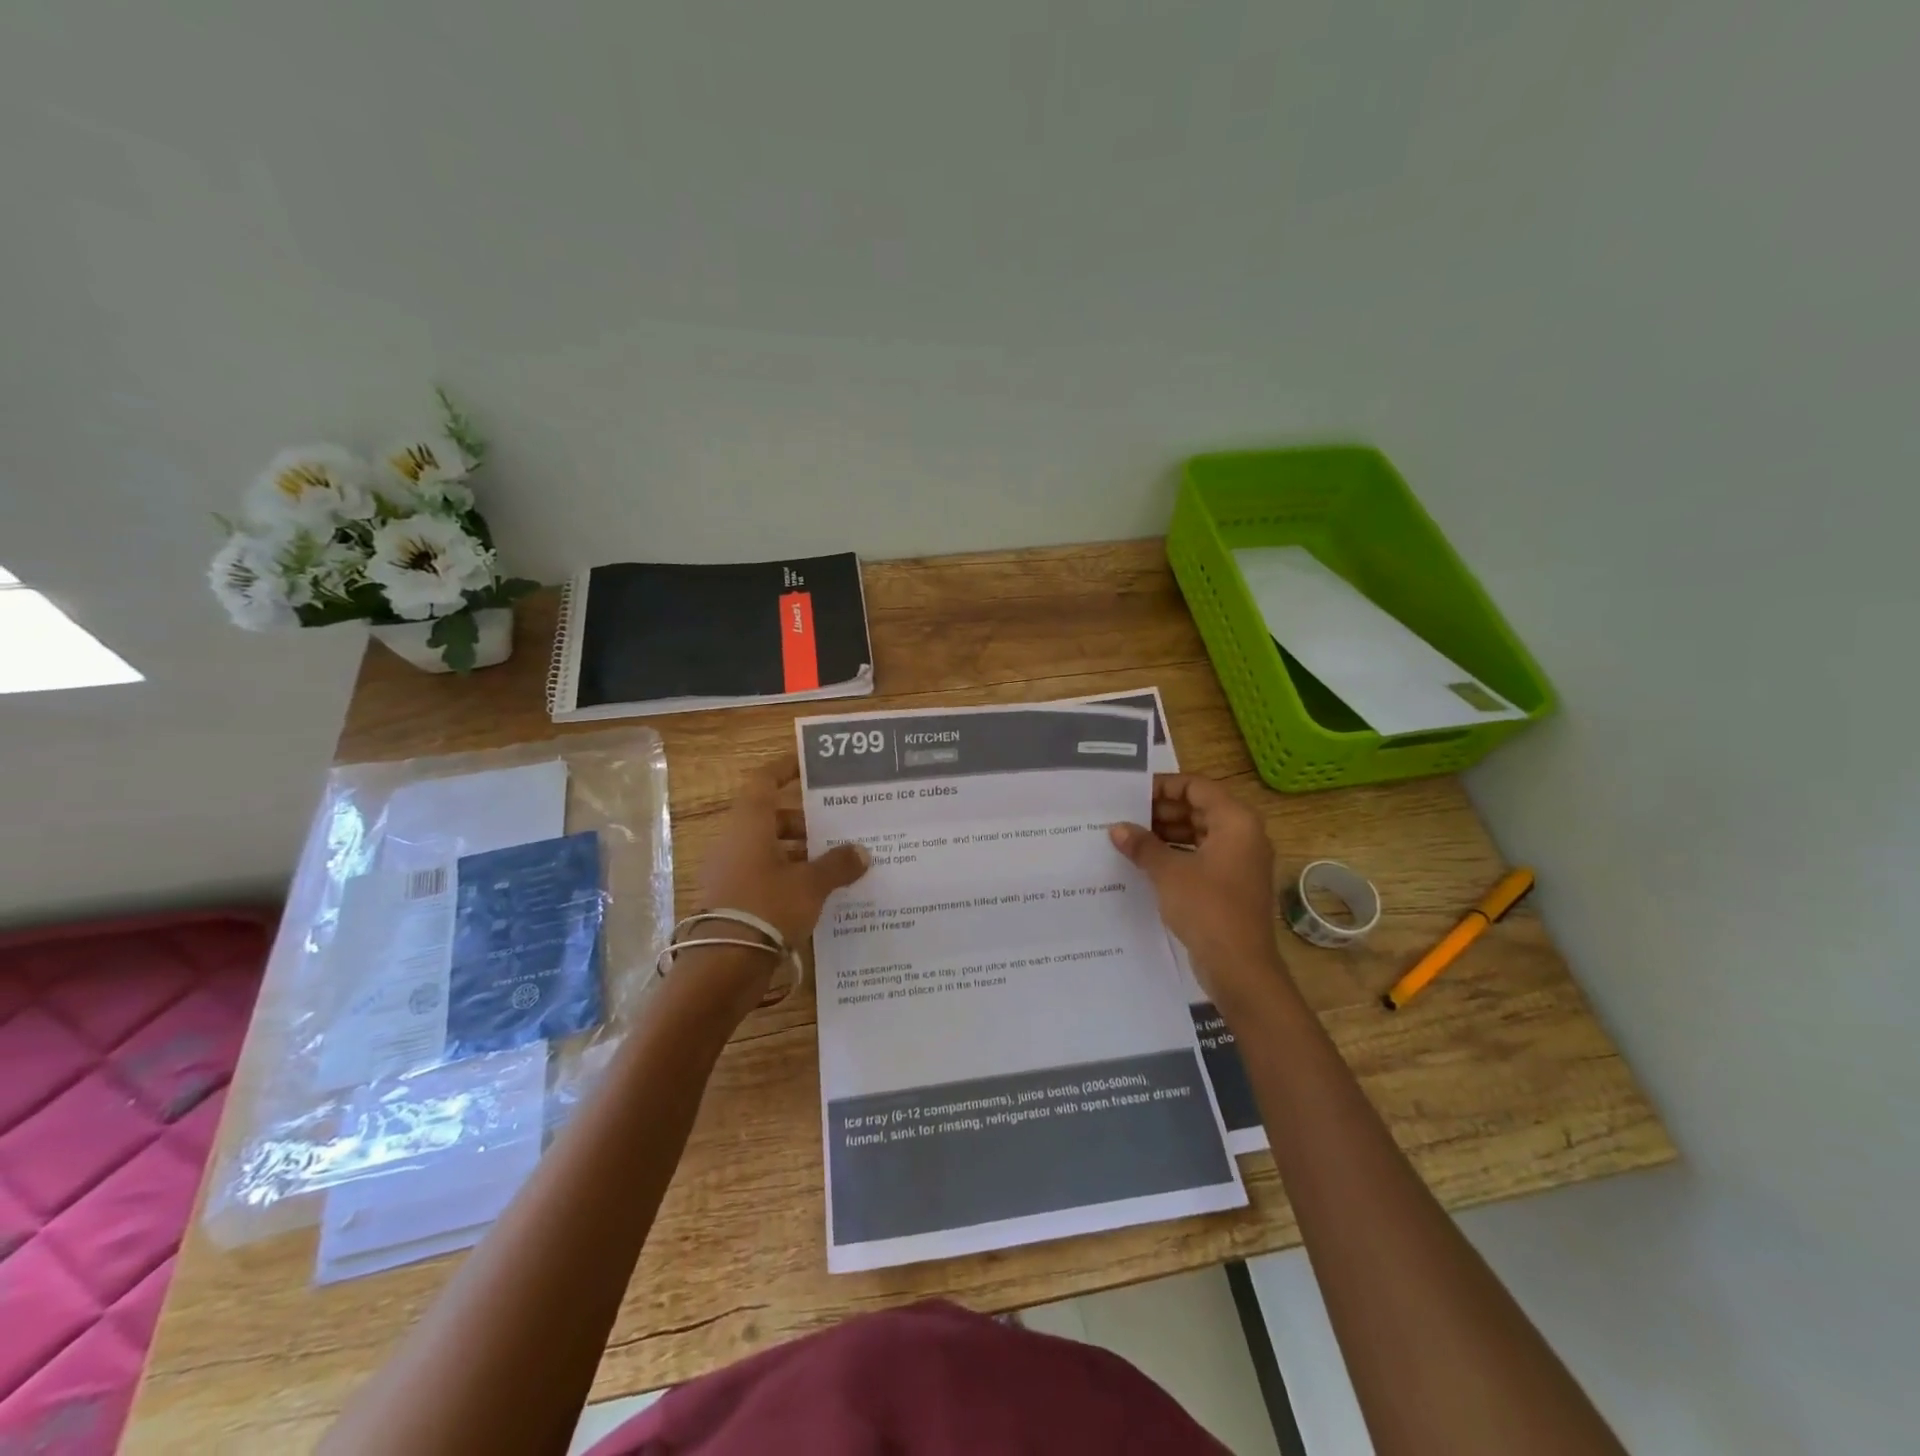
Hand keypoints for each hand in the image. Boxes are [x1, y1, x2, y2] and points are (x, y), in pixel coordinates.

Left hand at [695, 752, 869, 987]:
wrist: (724, 965)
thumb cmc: (768, 907)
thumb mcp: (811, 884)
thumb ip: (838, 864)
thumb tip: (861, 852)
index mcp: (750, 824)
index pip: (765, 781)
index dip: (785, 769)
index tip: (809, 766)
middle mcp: (734, 841)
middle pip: (770, 818)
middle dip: (805, 822)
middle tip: (837, 830)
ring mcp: (729, 871)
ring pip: (768, 848)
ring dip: (799, 852)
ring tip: (834, 864)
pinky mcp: (731, 899)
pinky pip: (763, 875)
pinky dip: (788, 876)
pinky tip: (815, 893)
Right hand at [1109, 773, 1285, 1006]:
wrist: (1240, 967)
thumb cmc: (1208, 908)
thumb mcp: (1169, 873)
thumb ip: (1143, 845)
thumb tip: (1117, 828)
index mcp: (1236, 821)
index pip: (1197, 786)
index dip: (1164, 786)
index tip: (1132, 793)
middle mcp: (1243, 834)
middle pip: (1199, 808)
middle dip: (1162, 811)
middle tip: (1125, 816)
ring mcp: (1239, 861)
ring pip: (1199, 832)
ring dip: (1166, 833)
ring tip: (1130, 837)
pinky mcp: (1231, 883)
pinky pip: (1202, 855)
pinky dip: (1177, 853)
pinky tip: (1146, 861)